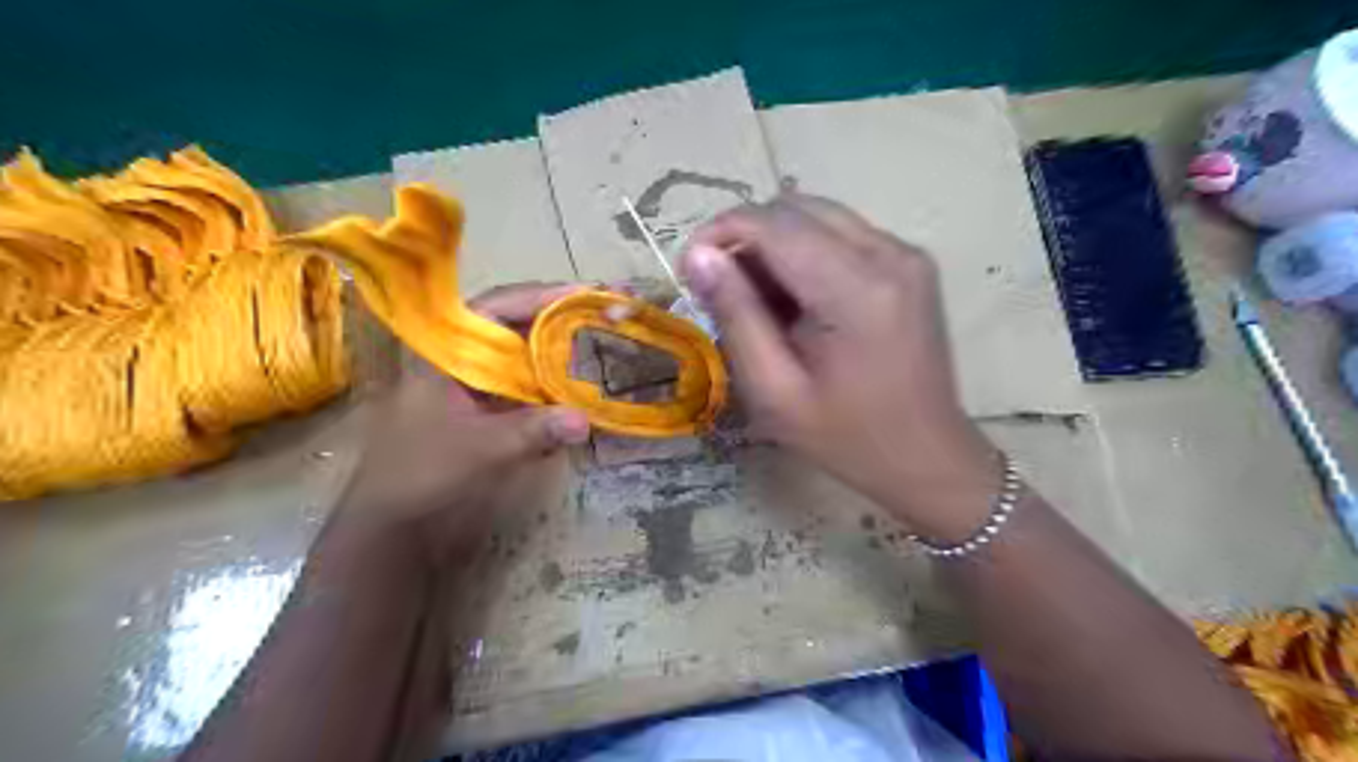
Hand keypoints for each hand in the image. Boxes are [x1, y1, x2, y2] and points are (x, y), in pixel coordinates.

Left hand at [336, 284, 587, 568]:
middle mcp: (465, 359)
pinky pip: (527, 385)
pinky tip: (578, 387)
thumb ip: (532, 431)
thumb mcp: (479, 448)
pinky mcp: (487, 408)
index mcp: (449, 352)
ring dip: (560, 349)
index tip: (586, 293)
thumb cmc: (422, 473)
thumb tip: (586, 421)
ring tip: (601, 337)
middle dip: (560, 317)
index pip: (499, 306)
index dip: (543, 296)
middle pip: (517, 324)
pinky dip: (552, 384)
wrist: (393, 520)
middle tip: (606, 310)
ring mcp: (476, 384)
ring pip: (525, 354)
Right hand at [686, 196, 1000, 541]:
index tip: (690, 270)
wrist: (926, 457)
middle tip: (725, 292)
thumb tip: (699, 255)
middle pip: (796, 208)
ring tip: (761, 302)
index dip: (721, 233)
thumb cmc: (846, 437)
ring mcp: (906, 254)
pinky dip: (807, 253)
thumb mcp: (774, 390)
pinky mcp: (910, 263)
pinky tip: (799, 302)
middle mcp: (889, 253)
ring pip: (818, 215)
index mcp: (856, 288)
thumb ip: (736, 315)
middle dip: (747, 238)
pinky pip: (843, 234)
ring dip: (776, 245)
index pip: (774, 223)